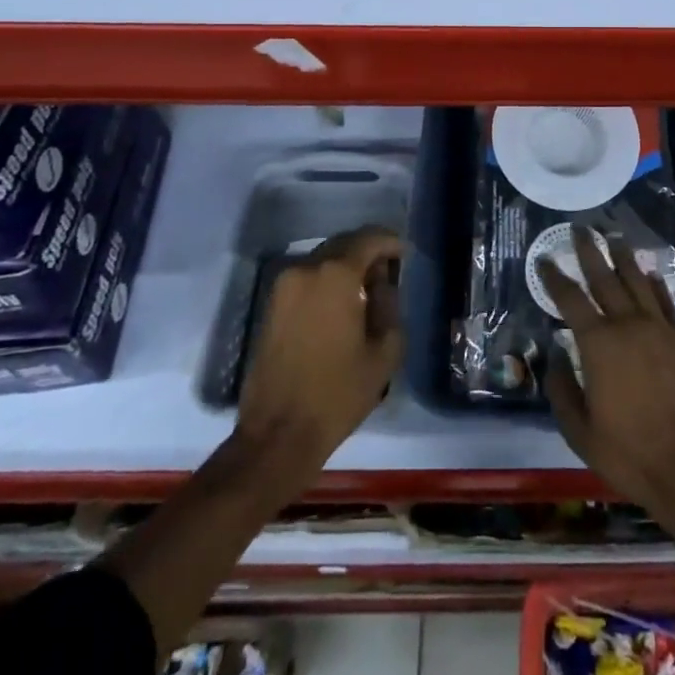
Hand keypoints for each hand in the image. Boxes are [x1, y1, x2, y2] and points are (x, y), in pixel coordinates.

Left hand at [235, 225, 402, 477]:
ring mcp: (282, 286)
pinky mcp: (270, 305)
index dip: (390, 242)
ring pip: (322, 260)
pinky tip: (340, 305)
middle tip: (388, 272)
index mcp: (335, 275)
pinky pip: (306, 278)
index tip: (404, 255)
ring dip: (345, 267)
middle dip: (367, 252)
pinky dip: (326, 282)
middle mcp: (305, 268)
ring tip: (366, 290)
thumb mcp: (384, 351)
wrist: (278, 435)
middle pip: (343, 244)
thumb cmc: (338, 393)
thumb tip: (382, 284)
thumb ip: (389, 305)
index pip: (369, 239)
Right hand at [540, 227, 674, 523]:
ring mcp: (661, 330)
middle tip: (580, 228)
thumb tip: (555, 357)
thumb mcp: (580, 432)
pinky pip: (668, 303)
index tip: (545, 258)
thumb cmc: (631, 454)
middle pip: (605, 278)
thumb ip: (562, 390)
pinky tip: (651, 274)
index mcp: (599, 345)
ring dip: (624, 258)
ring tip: (614, 237)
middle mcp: (629, 326)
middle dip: (590, 251)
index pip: (570, 300)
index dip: (555, 277)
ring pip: (639, 283)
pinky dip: (657, 285)